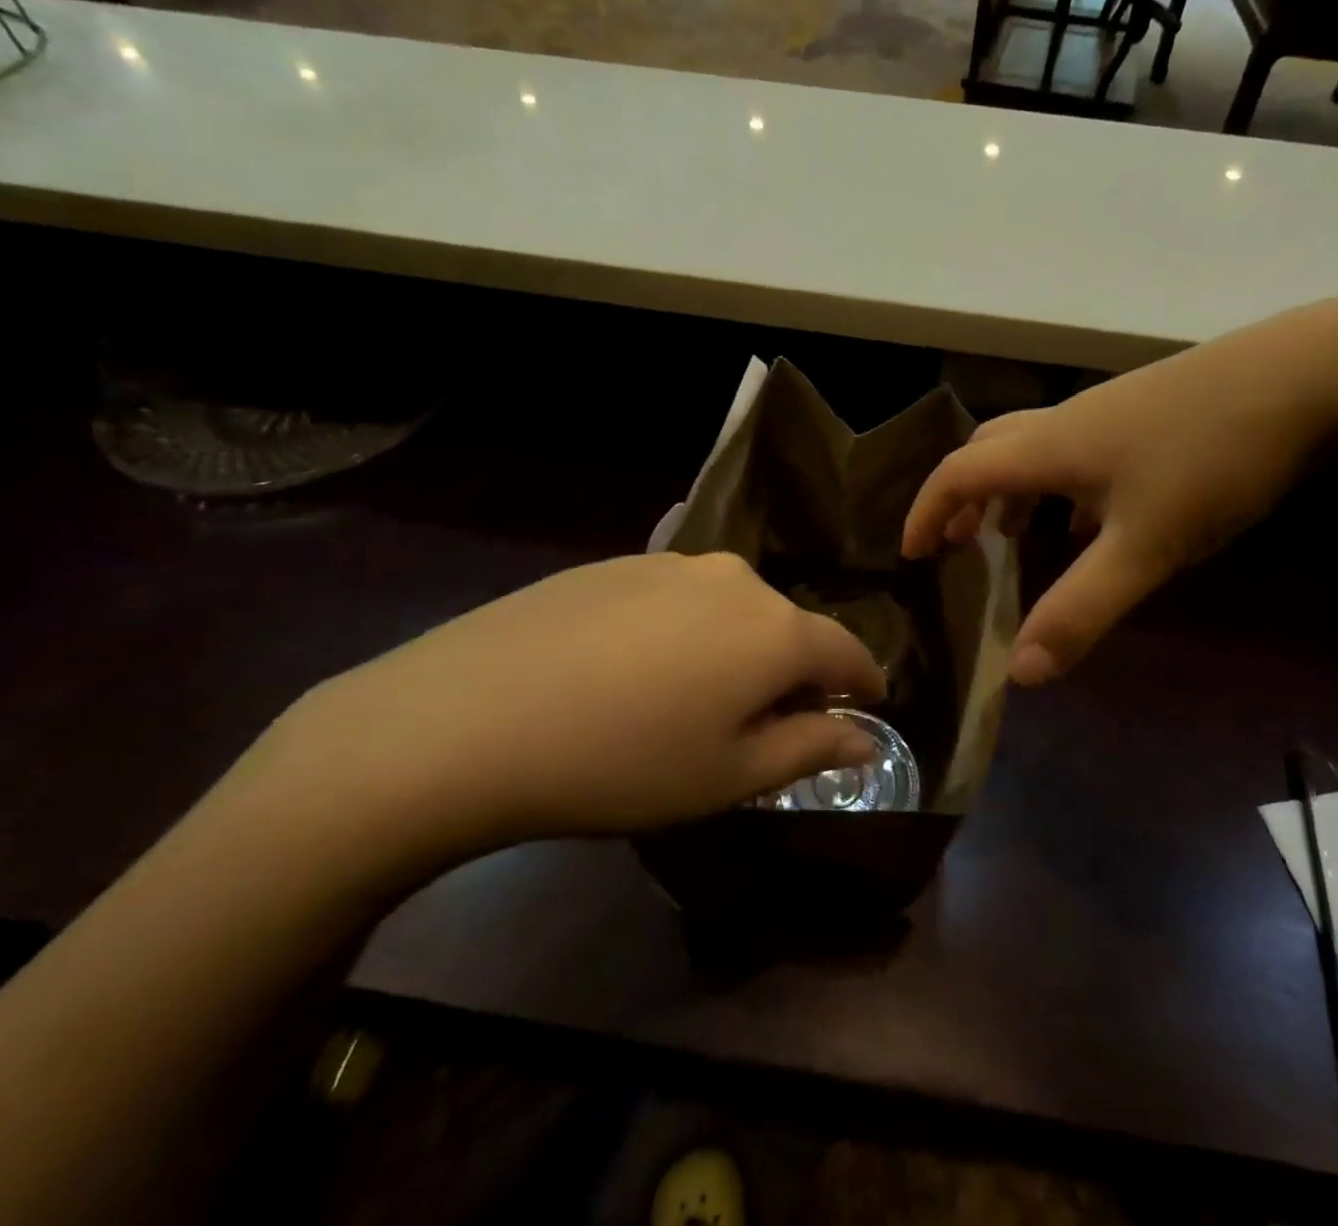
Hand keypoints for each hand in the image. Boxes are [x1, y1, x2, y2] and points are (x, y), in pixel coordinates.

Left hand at [251, 552, 885, 870]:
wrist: (470, 717)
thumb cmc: (622, 763)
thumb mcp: (728, 776)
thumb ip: (810, 747)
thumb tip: (865, 737)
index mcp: (776, 629)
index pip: (848, 651)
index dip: (864, 683)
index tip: (867, 707)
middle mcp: (737, 579)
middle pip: (788, 626)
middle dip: (792, 672)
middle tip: (766, 724)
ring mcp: (674, 562)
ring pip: (732, 608)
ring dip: (736, 648)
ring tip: (696, 697)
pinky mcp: (620, 560)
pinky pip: (679, 597)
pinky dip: (685, 631)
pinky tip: (638, 669)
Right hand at [904, 301, 1337, 684]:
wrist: (1306, 375)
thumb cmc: (1209, 459)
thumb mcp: (1145, 547)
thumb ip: (1081, 608)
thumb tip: (1020, 672)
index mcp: (1047, 447)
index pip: (959, 472)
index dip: (926, 511)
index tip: (913, 554)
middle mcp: (1066, 422)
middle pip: (988, 452)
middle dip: (961, 498)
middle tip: (954, 543)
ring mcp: (1109, 412)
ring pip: (1034, 450)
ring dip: (1009, 491)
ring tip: (1011, 535)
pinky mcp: (1147, 412)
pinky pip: (1077, 451)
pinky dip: (1059, 485)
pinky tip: (1091, 515)